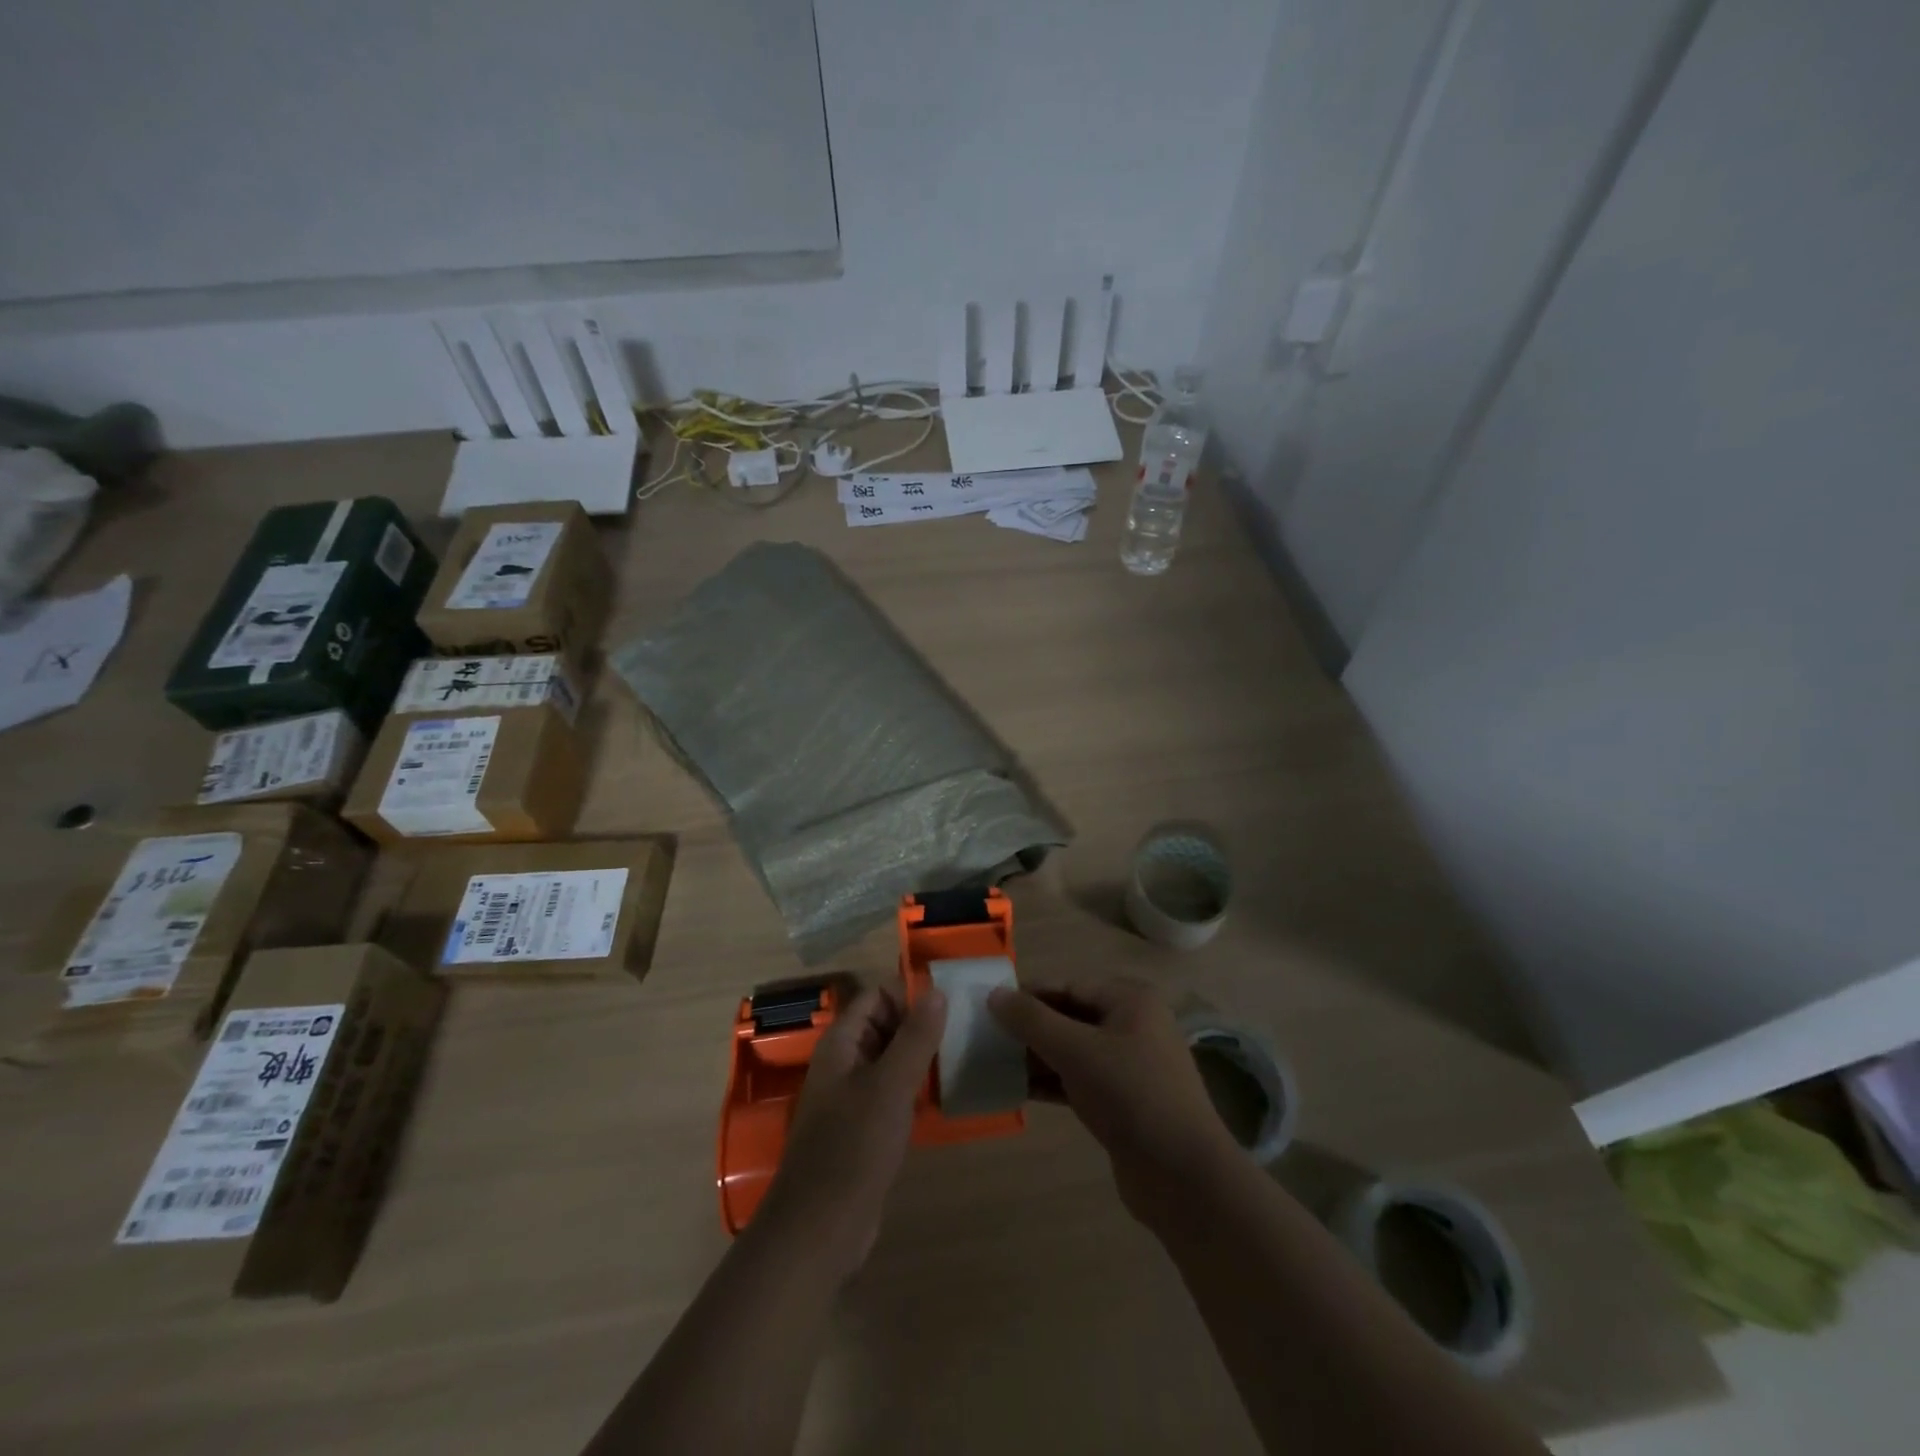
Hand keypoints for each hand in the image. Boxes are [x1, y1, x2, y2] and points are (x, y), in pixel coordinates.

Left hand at [754, 981, 945, 1279]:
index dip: (908, 996)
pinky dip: (914, 1091)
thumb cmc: (853, 1147)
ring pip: (890, 1061)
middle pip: (884, 1026)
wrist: (820, 1229)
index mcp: (841, 1044)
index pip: (876, 996)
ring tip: (960, 1060)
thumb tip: (937, 991)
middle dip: (919, 1026)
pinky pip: (891, 1094)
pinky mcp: (862, 1130)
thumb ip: (915, 1037)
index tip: (949, 1008)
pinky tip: (942, 1099)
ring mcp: (851, 1098)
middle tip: (961, 1034)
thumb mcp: (890, 1085)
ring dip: (920, 1059)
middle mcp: (843, 1064)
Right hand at [988, 976, 1238, 1223]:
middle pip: (1070, 1016)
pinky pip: (1080, 1080)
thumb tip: (994, 994)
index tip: (988, 1007)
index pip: (1068, 986)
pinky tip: (1018, 1091)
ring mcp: (1130, 1066)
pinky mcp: (1123, 1102)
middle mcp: (1133, 1025)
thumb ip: (1032, 1020)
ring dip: (1037, 1057)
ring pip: (1073, 1051)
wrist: (1183, 1177)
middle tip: (987, 1037)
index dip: (1029, 995)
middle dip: (1030, 1028)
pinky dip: (1052, 1083)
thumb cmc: (1130, 1094)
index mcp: (1130, 1000)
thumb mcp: (1076, 1050)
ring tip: (995, 1063)